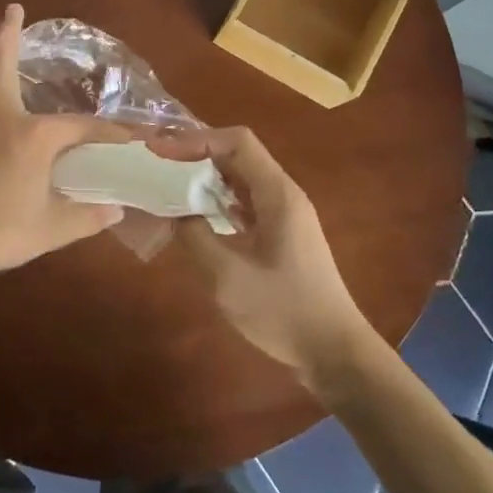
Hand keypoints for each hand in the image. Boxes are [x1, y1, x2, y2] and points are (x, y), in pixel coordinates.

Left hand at [0, 5, 126, 284]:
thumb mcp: (52, 229)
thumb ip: (88, 216)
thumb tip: (116, 211)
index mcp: (33, 137)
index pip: (80, 127)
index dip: (107, 132)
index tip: (130, 137)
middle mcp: (0, 119)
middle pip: (4, 67)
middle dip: (9, 35)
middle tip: (12, 8)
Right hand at [153, 127, 371, 390]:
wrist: (334, 352)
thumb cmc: (285, 312)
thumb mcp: (229, 278)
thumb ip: (196, 238)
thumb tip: (173, 211)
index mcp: (278, 194)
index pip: (237, 142)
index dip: (197, 140)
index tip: (161, 153)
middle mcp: (283, 194)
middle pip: (238, 155)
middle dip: (197, 154)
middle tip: (157, 165)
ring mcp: (285, 215)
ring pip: (241, 179)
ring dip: (206, 178)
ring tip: (168, 185)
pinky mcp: (281, 235)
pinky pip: (245, 203)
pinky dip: (217, 201)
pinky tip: (195, 216)